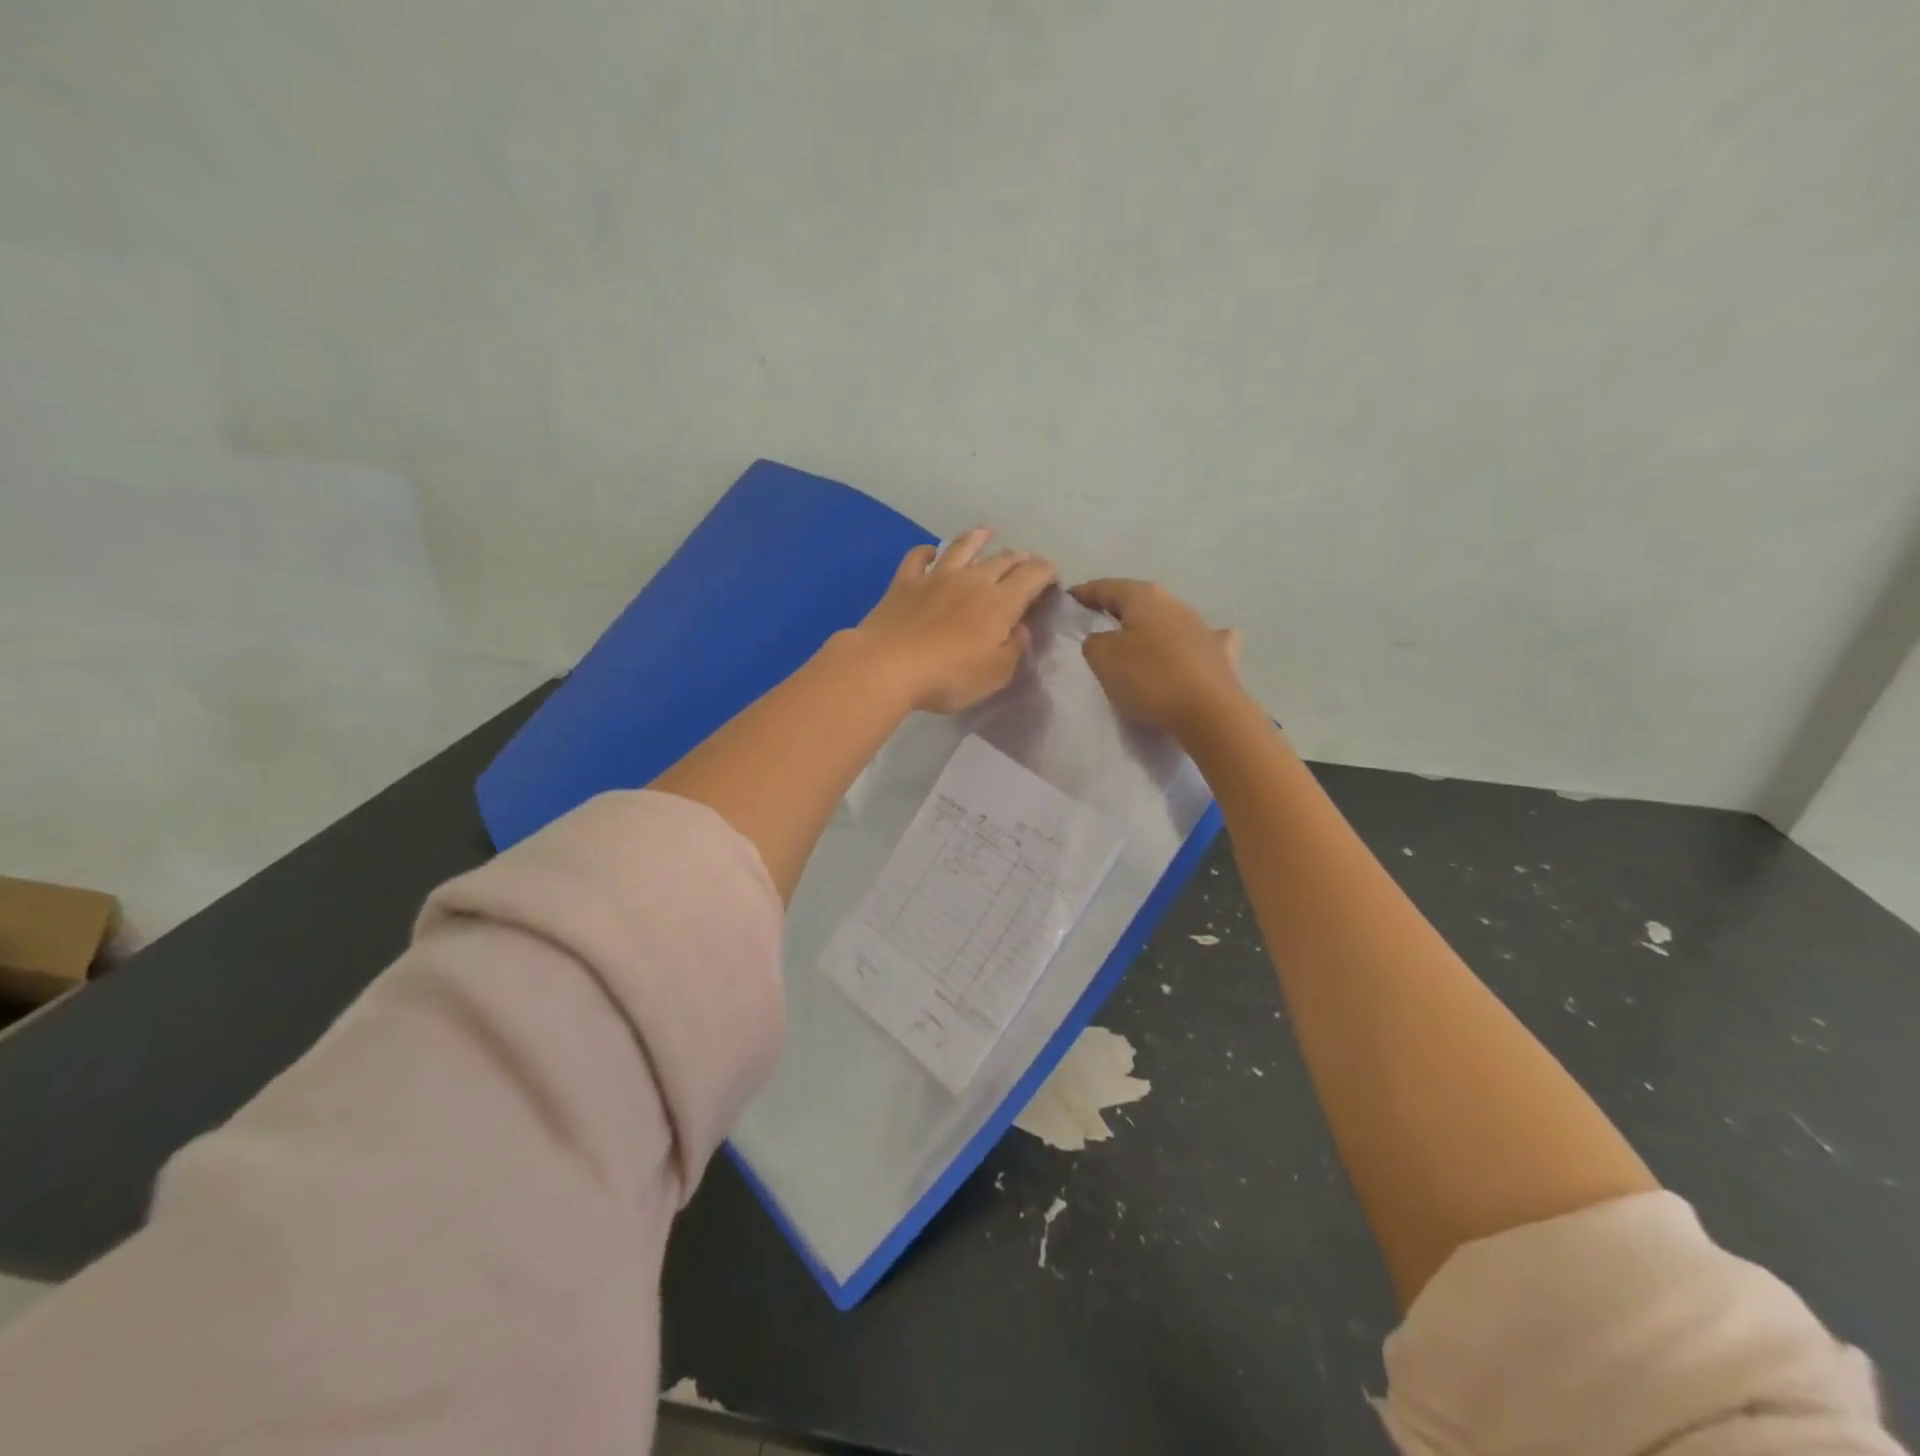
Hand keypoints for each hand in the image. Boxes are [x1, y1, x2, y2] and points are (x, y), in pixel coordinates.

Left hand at [850, 528, 1058, 713]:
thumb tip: (1020, 628)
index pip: (1033, 575)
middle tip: (1026, 563)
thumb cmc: (948, 676)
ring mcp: (936, 576)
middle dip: (1020, 559)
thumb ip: (1013, 649)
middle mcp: (972, 579)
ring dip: (978, 538)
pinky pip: (918, 557)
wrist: (887, 666)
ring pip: (962, 547)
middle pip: (1002, 559)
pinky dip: (927, 552)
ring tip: (987, 532)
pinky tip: (929, 552)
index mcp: (1001, 602)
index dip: (1047, 573)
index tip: (1052, 580)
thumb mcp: (995, 674)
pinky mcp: (905, 582)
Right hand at [1069, 579, 1246, 738]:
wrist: (1209, 711)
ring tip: (1136, 637)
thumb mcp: (1102, 658)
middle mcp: (1175, 604)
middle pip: (1140, 600)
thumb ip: (1094, 642)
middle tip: (1098, 619)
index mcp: (1144, 598)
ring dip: (1152, 625)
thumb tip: (1104, 638)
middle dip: (1119, 607)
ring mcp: (1202, 628)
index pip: (1107, 587)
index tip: (1069, 598)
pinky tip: (1193, 645)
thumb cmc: (1149, 678)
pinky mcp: (1220, 655)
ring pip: (1169, 618)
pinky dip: (1191, 641)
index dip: (1086, 592)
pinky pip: (1200, 641)